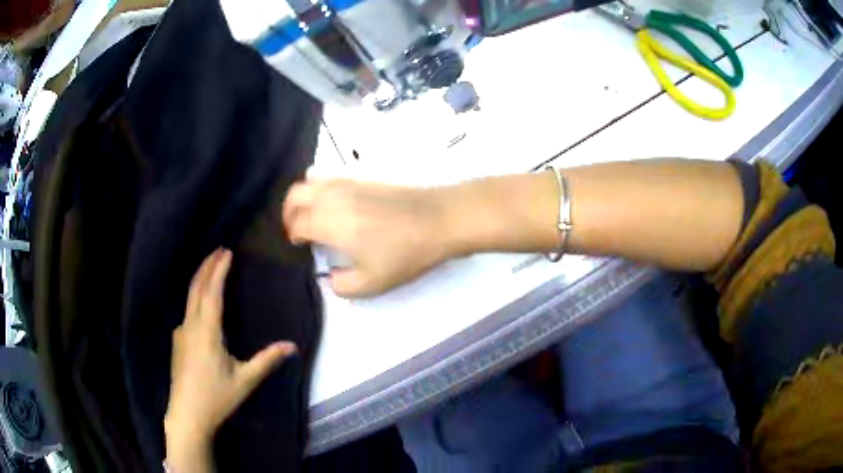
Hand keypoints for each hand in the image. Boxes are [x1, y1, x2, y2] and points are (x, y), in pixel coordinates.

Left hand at [165, 249, 295, 451]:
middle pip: (196, 288)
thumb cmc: (217, 397)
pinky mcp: (178, 341)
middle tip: (218, 249)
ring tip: (210, 267)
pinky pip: (187, 310)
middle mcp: (190, 326)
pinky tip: (201, 303)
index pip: (212, 293)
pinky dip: (195, 296)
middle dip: (207, 266)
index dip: (219, 270)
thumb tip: (292, 346)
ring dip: (200, 279)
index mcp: (207, 331)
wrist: (187, 414)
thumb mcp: (245, 380)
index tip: (227, 252)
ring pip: (189, 298)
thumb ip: (267, 360)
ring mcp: (181, 332)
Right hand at [283, 179, 453, 296]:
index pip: (296, 223)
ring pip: (312, 181)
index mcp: (327, 221)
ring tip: (313, 218)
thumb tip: (331, 278)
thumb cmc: (403, 252)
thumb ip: (342, 286)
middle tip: (297, 230)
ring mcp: (348, 182)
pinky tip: (336, 207)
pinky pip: (331, 178)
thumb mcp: (371, 283)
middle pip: (295, 194)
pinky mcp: (364, 178)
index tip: (298, 247)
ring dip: (304, 198)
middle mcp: (332, 196)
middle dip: (289, 212)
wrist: (439, 219)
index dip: (292, 236)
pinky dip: (321, 190)